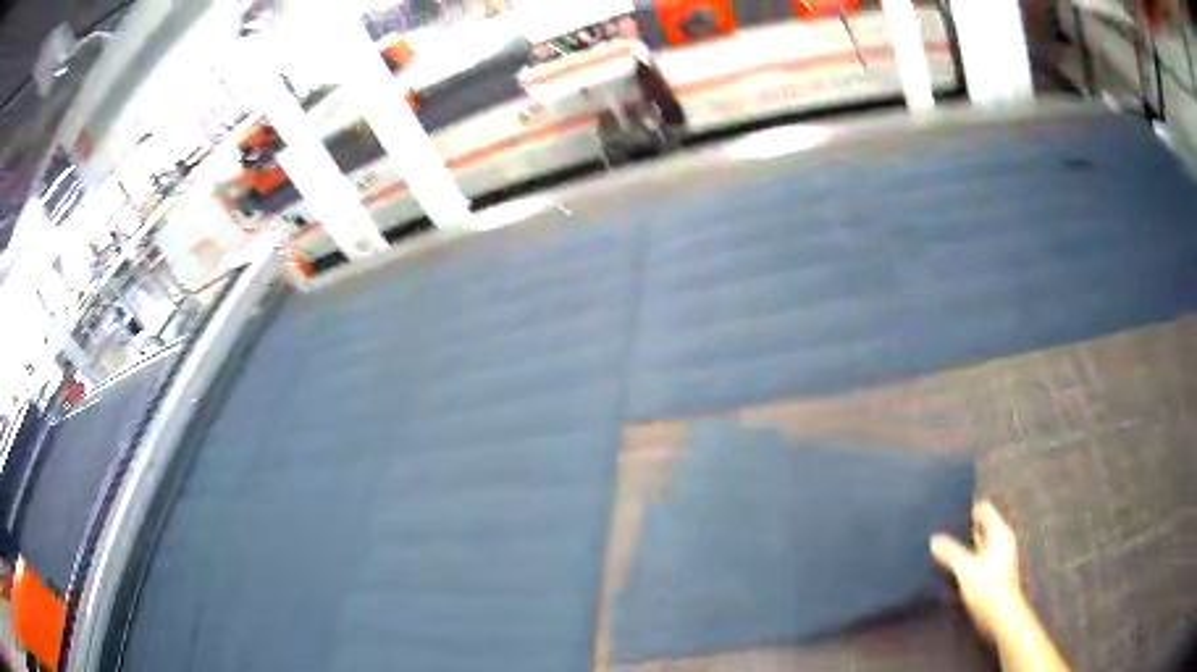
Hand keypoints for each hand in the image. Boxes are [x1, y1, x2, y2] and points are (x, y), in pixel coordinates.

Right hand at [930, 500, 1025, 640]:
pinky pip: (980, 555)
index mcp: (999, 532)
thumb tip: (934, 539)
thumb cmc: (987, 587)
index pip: (983, 509)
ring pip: (980, 542)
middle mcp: (1002, 539)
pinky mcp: (995, 570)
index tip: (948, 516)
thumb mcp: (966, 569)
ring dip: (965, 545)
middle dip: (964, 529)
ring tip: (944, 549)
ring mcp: (1000, 555)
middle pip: (982, 525)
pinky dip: (968, 557)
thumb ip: (950, 553)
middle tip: (942, 532)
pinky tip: (954, 567)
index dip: (967, 511)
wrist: (1001, 615)